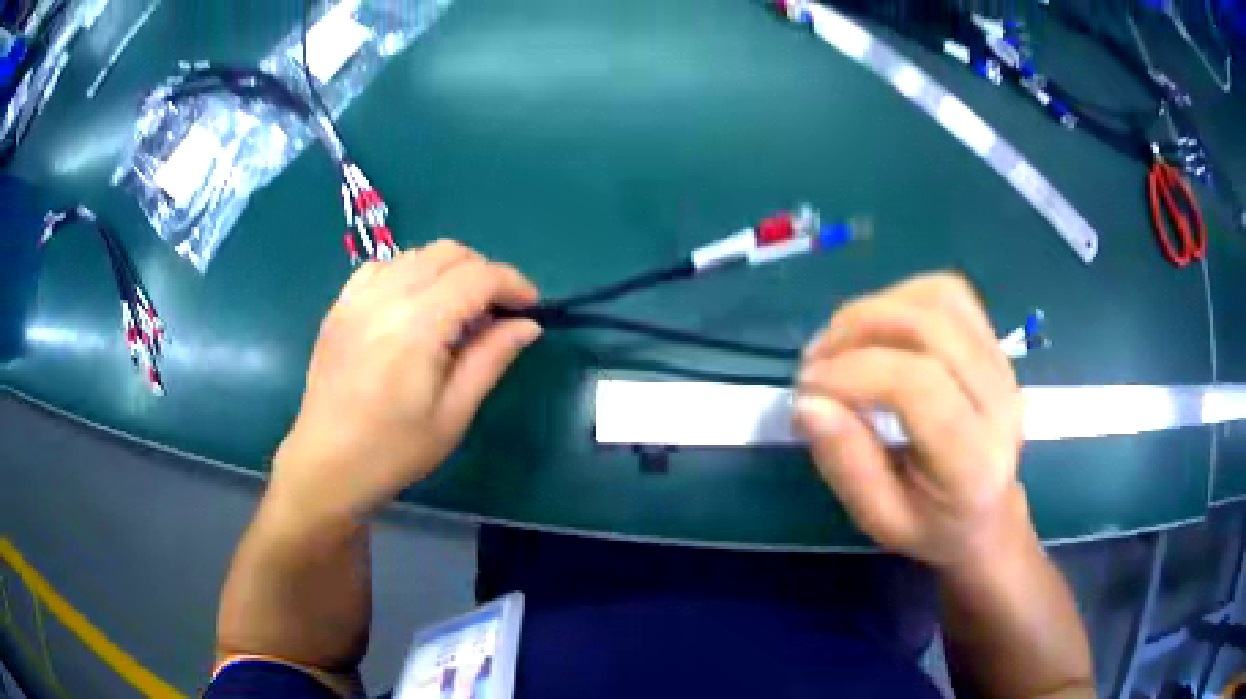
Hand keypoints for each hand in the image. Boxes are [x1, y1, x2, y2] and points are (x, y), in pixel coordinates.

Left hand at [270, 240, 541, 522]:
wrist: (326, 464)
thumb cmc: (394, 450)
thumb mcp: (453, 413)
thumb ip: (491, 358)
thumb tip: (527, 325)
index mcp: (416, 325)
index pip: (477, 277)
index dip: (513, 284)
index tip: (531, 308)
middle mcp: (385, 296)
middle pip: (449, 253)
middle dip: (484, 272)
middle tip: (497, 312)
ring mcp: (357, 297)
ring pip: (416, 254)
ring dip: (449, 271)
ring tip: (457, 311)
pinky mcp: (340, 306)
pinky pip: (382, 267)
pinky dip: (409, 273)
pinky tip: (412, 306)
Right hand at [794, 273, 1028, 570]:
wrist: (987, 514)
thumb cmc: (931, 525)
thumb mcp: (879, 518)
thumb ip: (846, 463)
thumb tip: (807, 403)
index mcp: (973, 461)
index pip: (918, 385)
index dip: (854, 372)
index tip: (807, 388)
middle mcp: (1000, 401)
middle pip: (931, 326)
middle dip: (859, 327)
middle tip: (815, 359)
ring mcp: (1003, 364)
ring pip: (940, 298)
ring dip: (878, 307)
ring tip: (841, 342)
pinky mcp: (996, 343)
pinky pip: (949, 293)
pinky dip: (902, 297)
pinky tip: (879, 329)